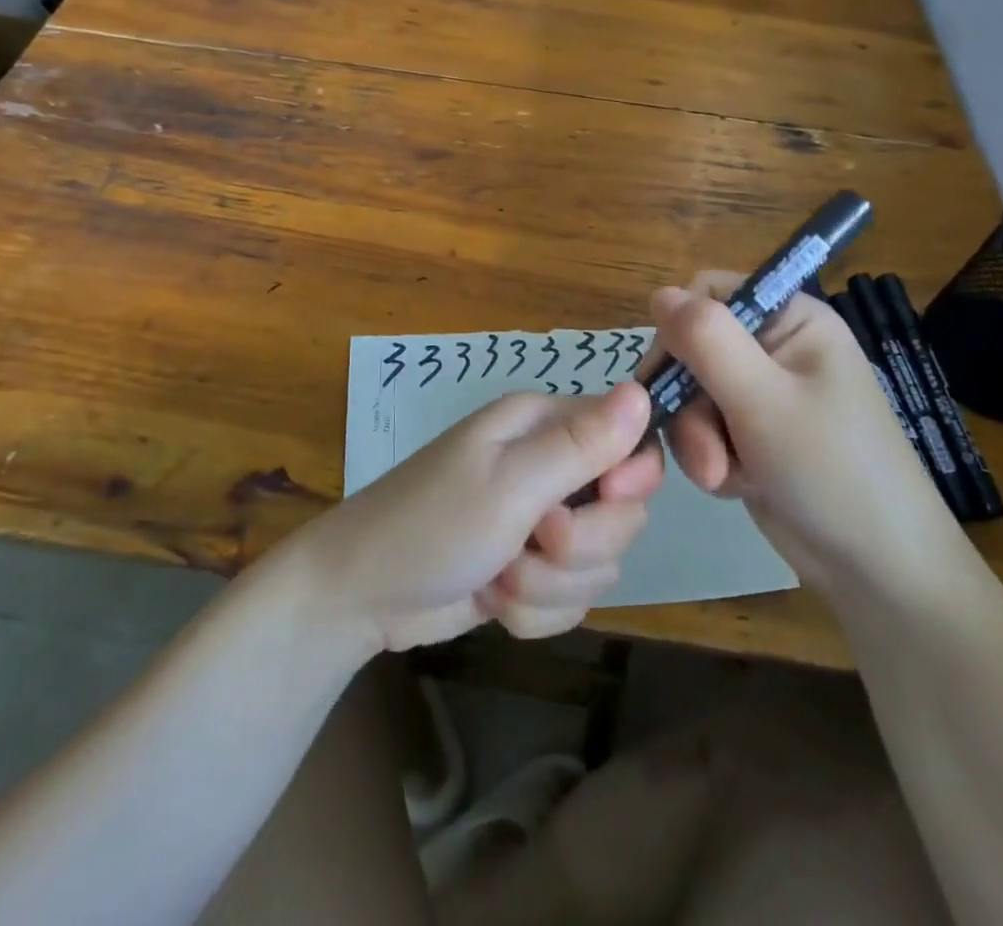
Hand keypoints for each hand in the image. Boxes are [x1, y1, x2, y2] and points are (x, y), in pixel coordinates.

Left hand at [300, 382, 663, 652]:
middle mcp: (548, 466)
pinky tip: (494, 601)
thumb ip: (580, 444)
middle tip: (535, 541)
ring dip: (551, 584)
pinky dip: (536, 610)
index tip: (607, 500)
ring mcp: (539, 522)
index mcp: (543, 425)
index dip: (631, 478)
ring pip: (599, 563)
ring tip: (499, 575)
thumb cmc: (431, 525)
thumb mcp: (509, 483)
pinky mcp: (531, 570)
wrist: (359, 596)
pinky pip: (571, 599)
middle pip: (623, 511)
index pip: (630, 439)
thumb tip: (643, 392)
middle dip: (582, 544)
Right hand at [647, 275, 956, 582]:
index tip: (667, 379)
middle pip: (693, 350)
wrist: (878, 571)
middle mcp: (775, 349)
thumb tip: (659, 293)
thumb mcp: (763, 400)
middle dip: (690, 406)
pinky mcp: (753, 436)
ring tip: (723, 478)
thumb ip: (706, 341)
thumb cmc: (831, 471)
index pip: (709, 294)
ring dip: (698, 440)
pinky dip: (711, 459)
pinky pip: (704, 430)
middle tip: (705, 454)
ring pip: (692, 396)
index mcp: (792, 320)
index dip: (680, 330)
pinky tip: (737, 486)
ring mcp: (764, 395)